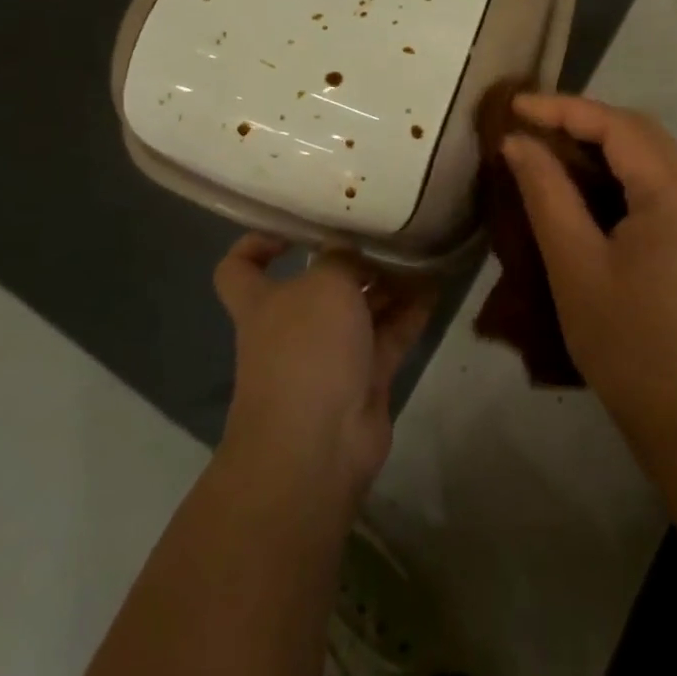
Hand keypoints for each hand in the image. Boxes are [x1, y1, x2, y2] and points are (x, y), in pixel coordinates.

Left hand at [213, 235, 435, 503]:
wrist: (318, 446)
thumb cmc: (306, 349)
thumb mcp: (324, 283)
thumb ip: (340, 258)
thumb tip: (348, 250)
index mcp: (262, 301)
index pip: (240, 267)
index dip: (258, 243)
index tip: (293, 230)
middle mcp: (293, 326)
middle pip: (319, 284)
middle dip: (352, 260)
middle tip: (386, 232)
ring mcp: (329, 356)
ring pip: (361, 309)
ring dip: (388, 283)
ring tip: (421, 251)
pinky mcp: (364, 379)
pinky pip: (389, 335)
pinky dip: (410, 312)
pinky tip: (435, 285)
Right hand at [502, 94, 676, 449]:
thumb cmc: (625, 342)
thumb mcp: (574, 263)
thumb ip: (546, 192)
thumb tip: (516, 141)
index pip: (617, 125)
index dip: (563, 108)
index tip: (515, 105)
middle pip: (639, 130)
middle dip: (583, 118)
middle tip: (530, 122)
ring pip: (649, 150)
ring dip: (601, 140)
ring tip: (549, 142)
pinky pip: (657, 177)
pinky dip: (618, 166)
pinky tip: (584, 176)